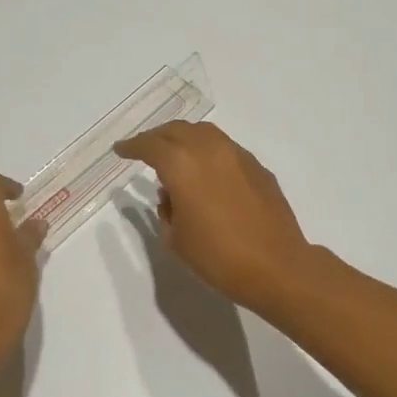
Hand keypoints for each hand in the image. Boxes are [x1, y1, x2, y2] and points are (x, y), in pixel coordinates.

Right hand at [115, 122, 315, 313]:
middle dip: (157, 137)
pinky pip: (226, 150)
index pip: (150, 145)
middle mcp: (210, 150)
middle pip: (177, 130)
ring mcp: (238, 155)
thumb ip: (166, 209)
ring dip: (184, 140)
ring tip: (175, 159)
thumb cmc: (218, 257)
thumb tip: (172, 194)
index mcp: (182, 165)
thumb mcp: (176, 239)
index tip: (120, 150)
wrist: (276, 266)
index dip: (132, 146)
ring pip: (204, 134)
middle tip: (144, 150)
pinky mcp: (258, 168)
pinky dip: (209, 154)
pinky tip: (207, 175)